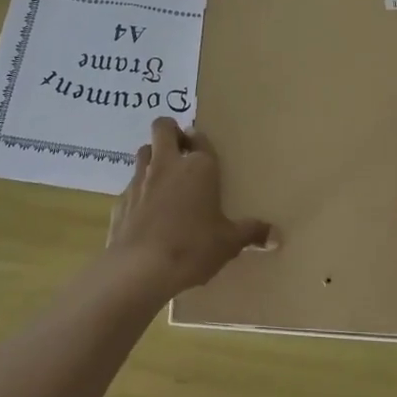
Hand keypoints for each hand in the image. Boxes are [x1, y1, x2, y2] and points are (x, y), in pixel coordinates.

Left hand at [108, 118, 273, 297]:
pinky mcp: (120, 200)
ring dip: (153, 157)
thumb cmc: (192, 248)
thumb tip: (276, 236)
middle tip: (181, 151)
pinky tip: (147, 214)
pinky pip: (131, 185)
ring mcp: (139, 179)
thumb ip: (251, 233)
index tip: (203, 152)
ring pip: (143, 152)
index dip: (200, 141)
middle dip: (171, 131)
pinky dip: (139, 191)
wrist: (140, 268)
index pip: (200, 138)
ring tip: (164, 179)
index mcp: (198, 167)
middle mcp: (167, 164)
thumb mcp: (229, 243)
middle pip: (162, 128)